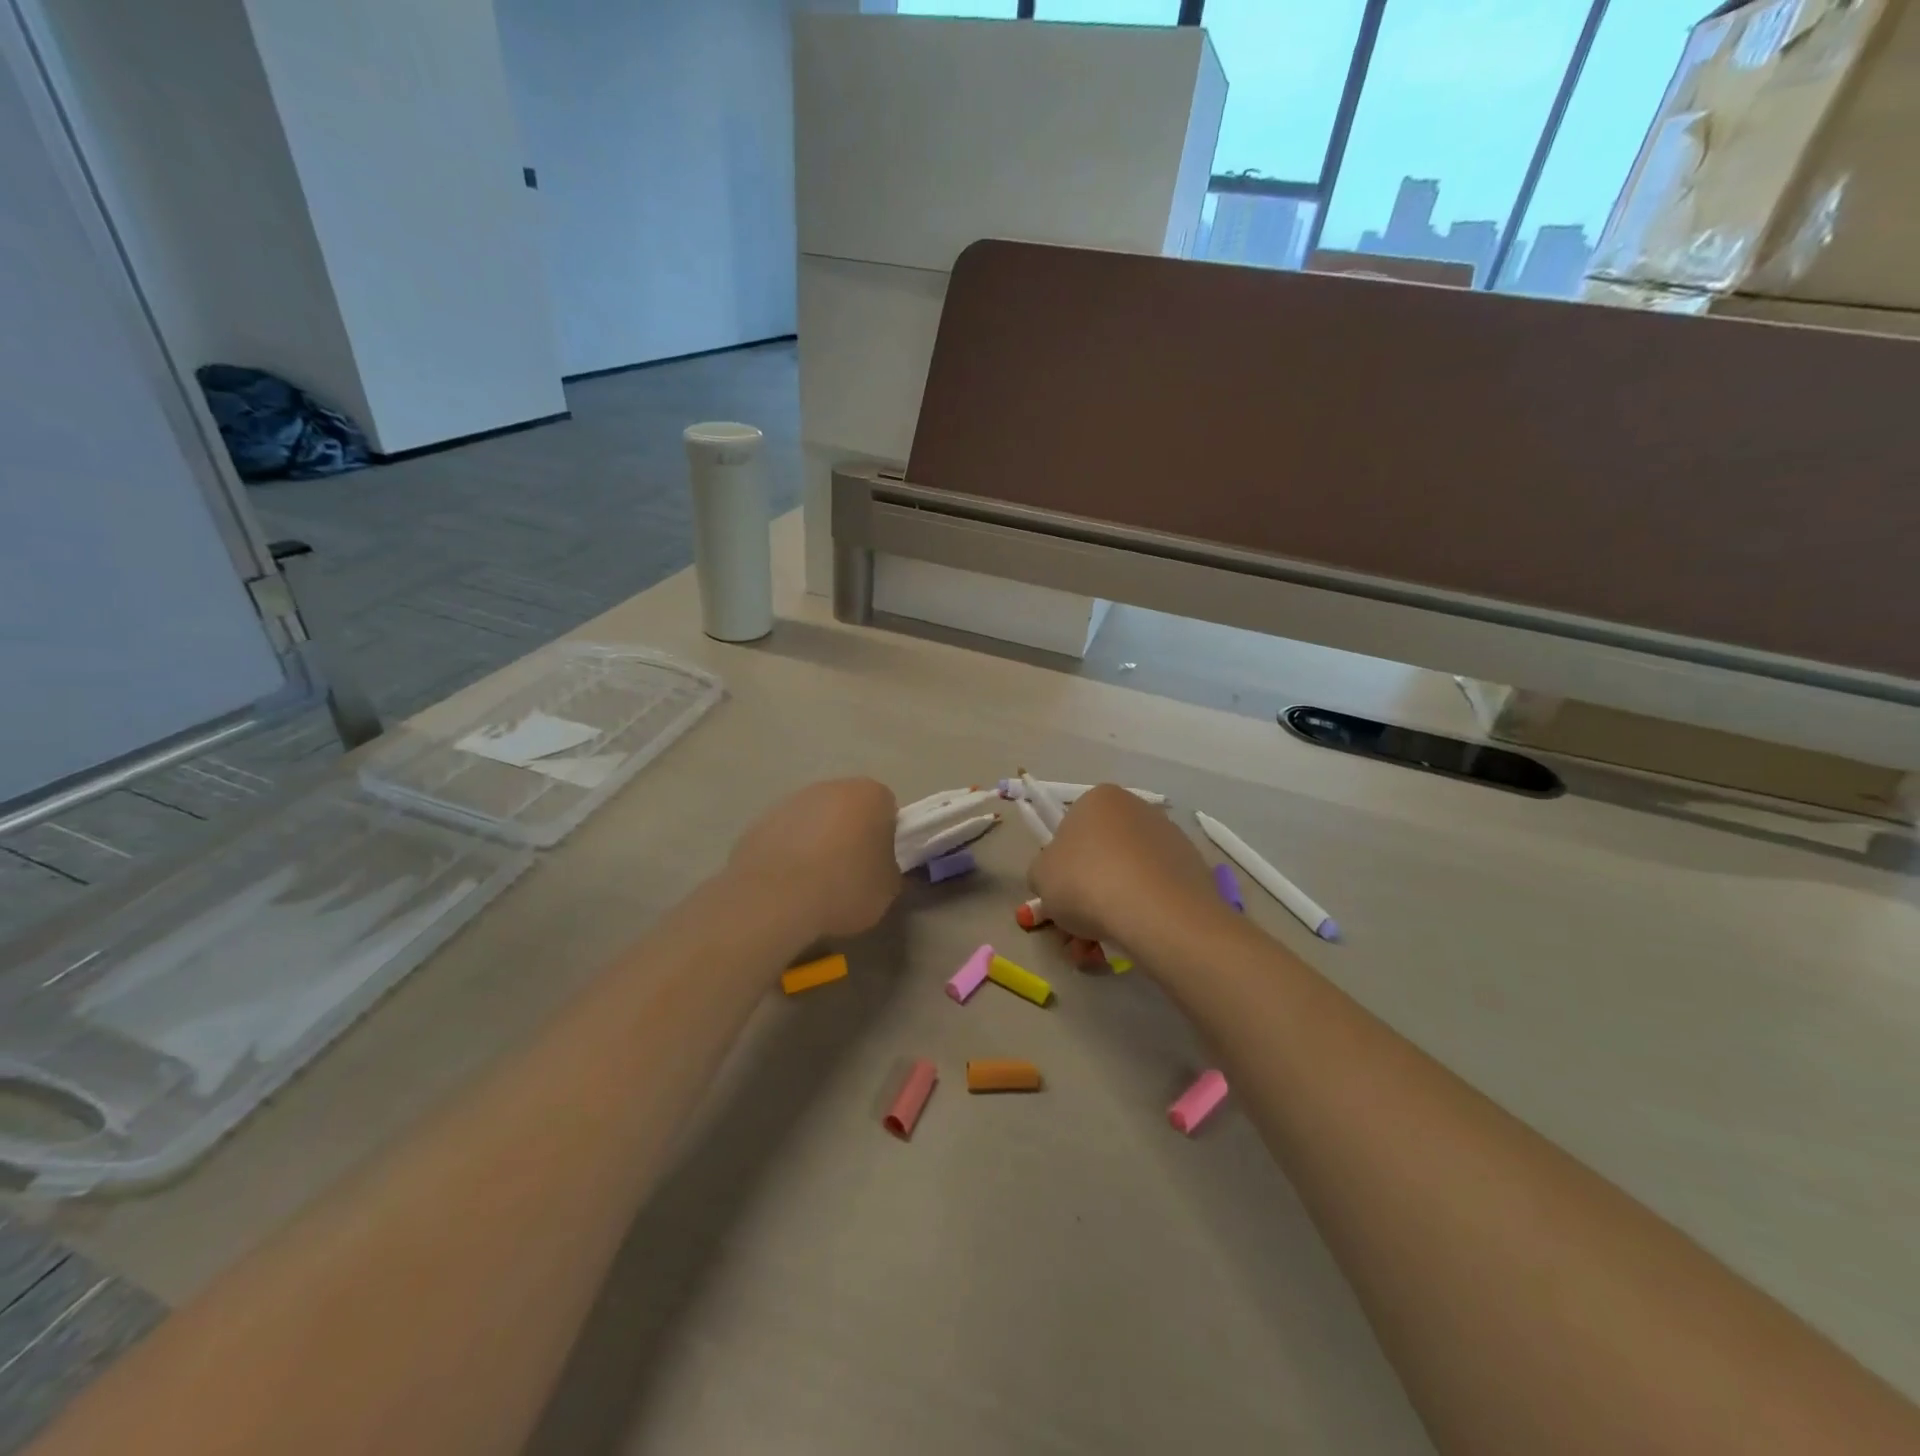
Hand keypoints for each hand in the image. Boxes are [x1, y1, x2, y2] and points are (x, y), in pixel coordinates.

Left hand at [729, 778, 901, 940]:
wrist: (774, 902)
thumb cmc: (844, 888)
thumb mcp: (888, 890)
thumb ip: (890, 870)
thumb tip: (881, 869)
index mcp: (870, 795)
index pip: (887, 808)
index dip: (886, 835)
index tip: (879, 862)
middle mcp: (830, 787)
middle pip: (848, 808)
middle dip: (851, 833)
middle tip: (850, 871)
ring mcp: (790, 801)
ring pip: (814, 819)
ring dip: (817, 841)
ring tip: (814, 882)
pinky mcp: (759, 822)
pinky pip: (785, 836)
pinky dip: (789, 852)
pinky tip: (787, 884)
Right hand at [1029, 784, 1220, 948]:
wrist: (1156, 912)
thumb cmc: (1086, 882)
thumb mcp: (1040, 876)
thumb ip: (1043, 872)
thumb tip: (1056, 878)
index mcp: (1098, 799)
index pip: (1070, 829)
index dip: (1061, 866)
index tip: (1059, 895)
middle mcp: (1138, 808)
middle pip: (1102, 855)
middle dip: (1087, 893)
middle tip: (1076, 930)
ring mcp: (1171, 837)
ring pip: (1128, 877)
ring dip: (1112, 908)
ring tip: (1100, 947)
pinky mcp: (1193, 868)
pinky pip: (1156, 892)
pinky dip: (1142, 913)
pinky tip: (1133, 939)